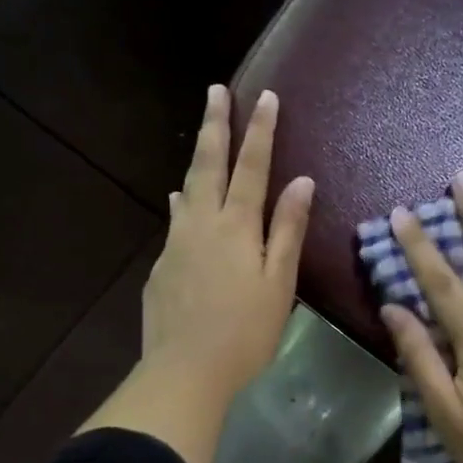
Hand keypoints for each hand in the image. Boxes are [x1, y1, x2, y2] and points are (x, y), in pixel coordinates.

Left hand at [141, 84, 313, 409]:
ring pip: (187, 190)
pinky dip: (183, 204)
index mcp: (237, 226)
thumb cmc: (245, 332)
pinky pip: (175, 222)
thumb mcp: (279, 283)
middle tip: (215, 91)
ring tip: (202, 138)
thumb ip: (288, 230)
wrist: (185, 371)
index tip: (266, 96)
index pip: (252, 167)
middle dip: (215, 125)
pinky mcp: (161, 267)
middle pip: (208, 165)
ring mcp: (176, 244)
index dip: (260, 130)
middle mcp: (202, 224)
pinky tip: (180, 204)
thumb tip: (302, 181)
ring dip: (197, 160)